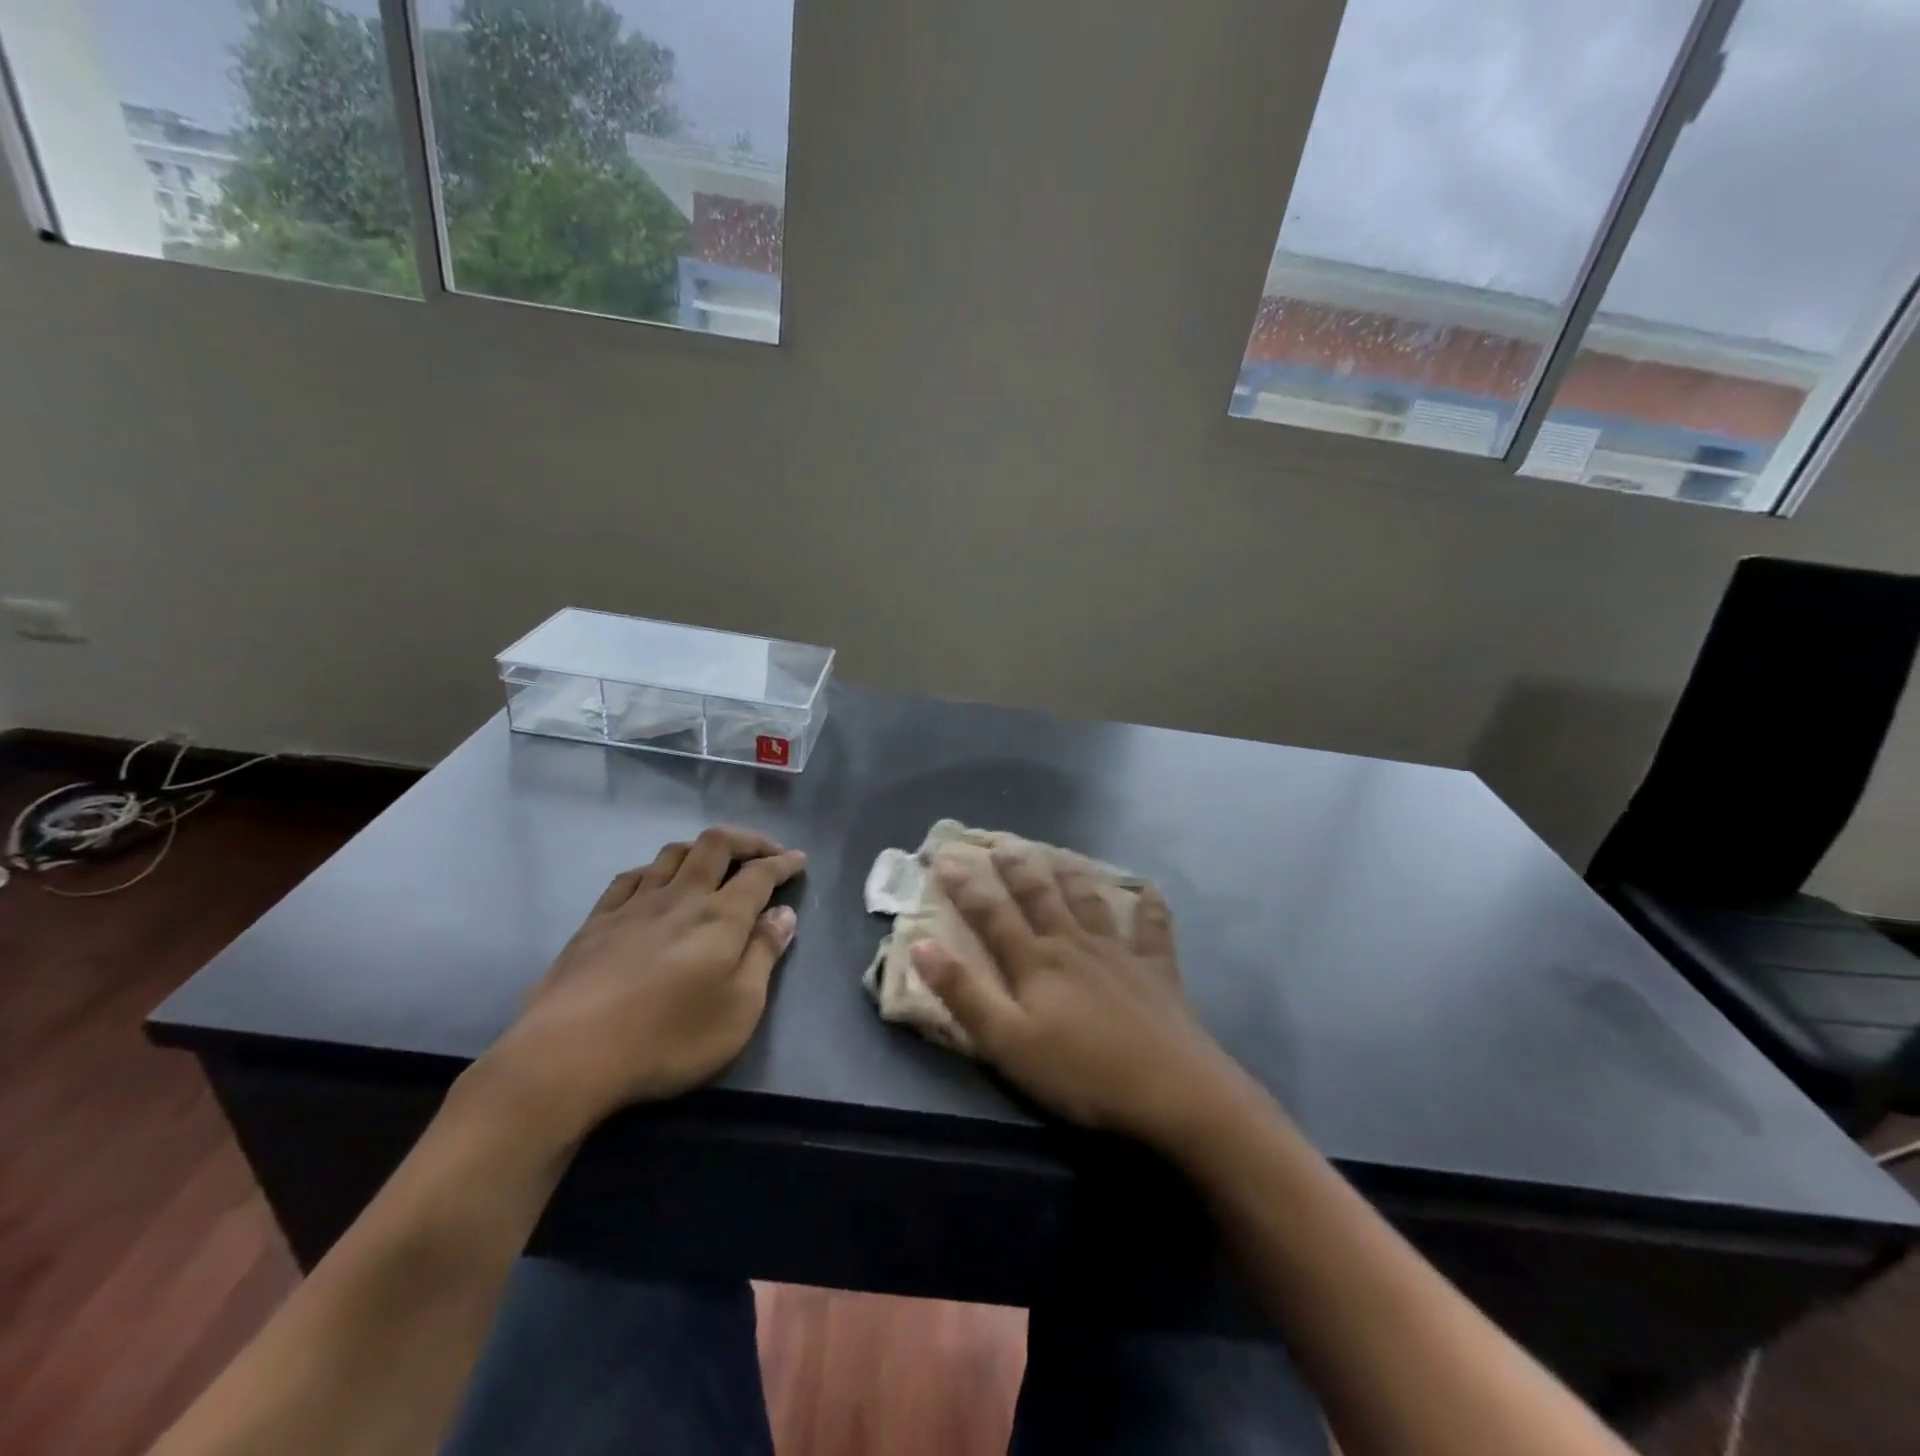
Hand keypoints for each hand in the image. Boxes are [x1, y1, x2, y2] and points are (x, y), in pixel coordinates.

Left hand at [483, 826, 806, 1140]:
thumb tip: (784, 913)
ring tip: (714, 862)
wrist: (569, 1056)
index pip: (759, 874)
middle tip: (765, 850)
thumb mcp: (739, 1009)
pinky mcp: (596, 922)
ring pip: (672, 854)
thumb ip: (764, 955)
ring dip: (701, 849)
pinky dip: (655, 869)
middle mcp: (680, 898)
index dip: (782, 862)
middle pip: (715, 845)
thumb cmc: (668, 1038)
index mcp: (720, 917)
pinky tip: (655, 881)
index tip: (799, 860)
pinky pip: (631, 877)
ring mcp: (634, 906)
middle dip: (746, 840)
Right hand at [912, 847, 1242, 1148]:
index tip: (945, 860)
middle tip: (1003, 842)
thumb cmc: (1080, 1072)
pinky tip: (1150, 891)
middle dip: (1018, 868)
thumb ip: (964, 993)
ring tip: (1059, 853)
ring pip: (1090, 902)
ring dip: (1072, 875)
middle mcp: (1074, 944)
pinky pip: (1153, 930)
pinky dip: (1150, 908)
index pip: (992, 915)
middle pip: (1041, 896)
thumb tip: (922, 944)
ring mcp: (1119, 953)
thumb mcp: (1007, 1042)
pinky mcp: (1157, 971)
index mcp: (1036, 962)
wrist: (1171, 1089)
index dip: (966, 887)